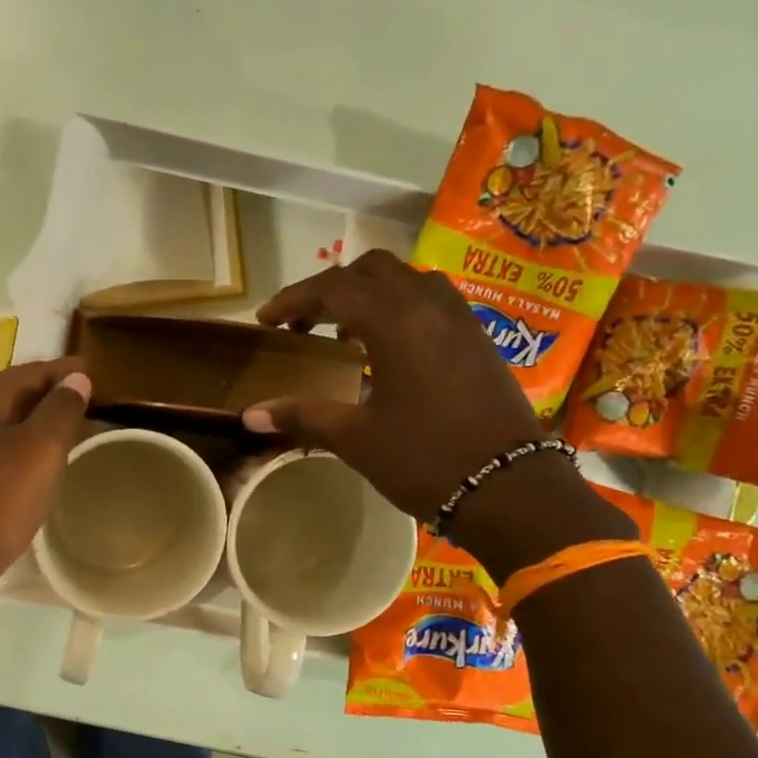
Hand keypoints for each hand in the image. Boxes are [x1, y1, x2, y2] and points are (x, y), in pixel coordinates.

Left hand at [0, 358, 91, 611]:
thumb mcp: (39, 450)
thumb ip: (60, 410)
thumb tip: (76, 378)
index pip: (31, 371)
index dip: (67, 371)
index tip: (99, 372)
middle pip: (14, 398)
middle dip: (52, 399)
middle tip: (93, 405)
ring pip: (3, 431)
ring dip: (37, 430)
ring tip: (73, 437)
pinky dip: (21, 457)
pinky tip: (38, 474)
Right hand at [244, 249, 545, 523]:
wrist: (509, 486)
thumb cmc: (424, 459)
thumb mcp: (355, 438)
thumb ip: (302, 415)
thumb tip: (249, 414)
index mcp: (395, 322)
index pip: (333, 288)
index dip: (293, 299)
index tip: (266, 320)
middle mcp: (429, 305)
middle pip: (370, 271)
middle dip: (329, 290)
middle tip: (302, 323)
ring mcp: (459, 318)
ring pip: (404, 280)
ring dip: (366, 295)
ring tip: (342, 333)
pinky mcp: (477, 337)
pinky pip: (429, 300)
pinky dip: (397, 308)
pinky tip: (385, 349)